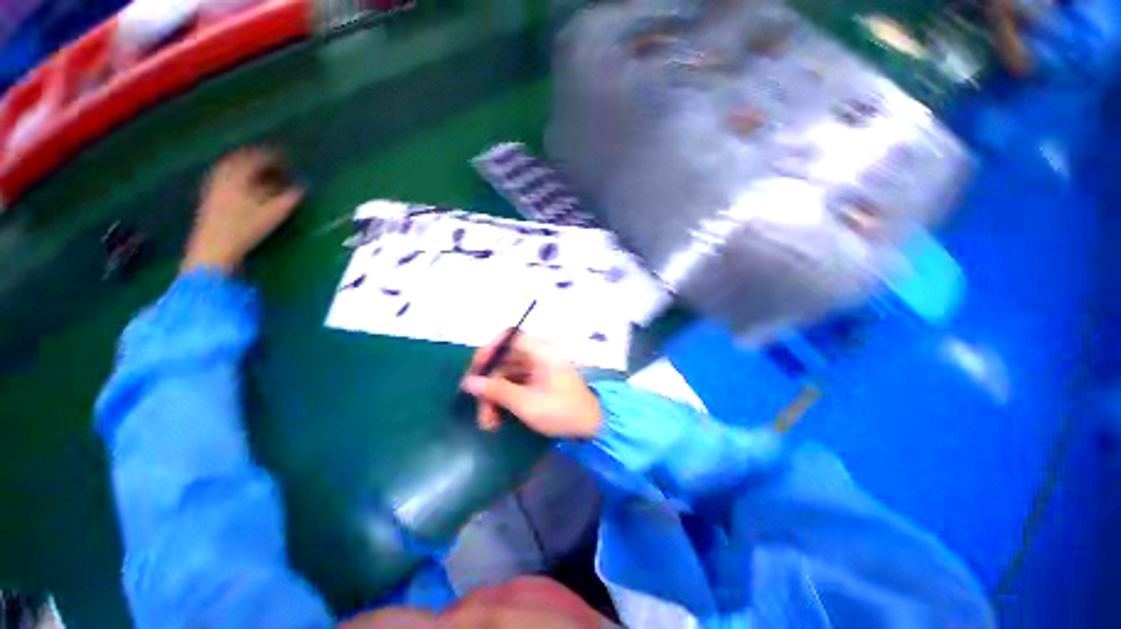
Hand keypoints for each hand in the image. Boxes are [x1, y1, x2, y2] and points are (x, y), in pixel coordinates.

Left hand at [182, 147, 303, 273]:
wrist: (213, 249)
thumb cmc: (244, 229)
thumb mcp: (273, 214)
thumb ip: (289, 199)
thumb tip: (303, 188)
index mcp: (237, 176)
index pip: (256, 158)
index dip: (273, 157)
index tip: (287, 159)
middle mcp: (223, 176)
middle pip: (239, 160)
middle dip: (256, 159)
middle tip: (272, 163)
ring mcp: (212, 187)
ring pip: (229, 169)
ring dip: (245, 168)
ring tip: (259, 173)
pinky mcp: (208, 199)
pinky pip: (222, 179)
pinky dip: (235, 177)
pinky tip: (242, 186)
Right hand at [461, 333, 601, 438]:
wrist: (591, 426)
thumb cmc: (561, 411)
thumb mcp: (526, 403)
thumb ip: (497, 390)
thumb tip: (469, 382)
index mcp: (540, 350)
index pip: (508, 337)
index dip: (488, 350)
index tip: (475, 372)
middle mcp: (538, 353)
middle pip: (504, 359)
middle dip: (488, 385)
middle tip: (479, 411)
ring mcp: (538, 367)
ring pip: (507, 374)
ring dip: (494, 396)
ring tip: (489, 423)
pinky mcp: (538, 380)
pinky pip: (515, 382)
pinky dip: (505, 398)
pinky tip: (498, 418)